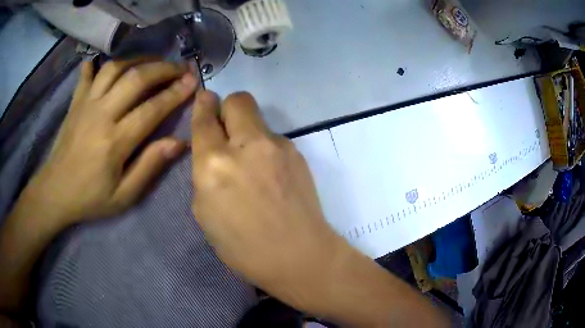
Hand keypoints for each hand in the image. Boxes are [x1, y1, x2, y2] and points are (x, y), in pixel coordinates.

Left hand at [26, 58, 196, 224]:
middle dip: (163, 69)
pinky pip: (88, 74)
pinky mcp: (75, 102)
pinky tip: (107, 63)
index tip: (193, 82)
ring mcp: (86, 104)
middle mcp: (101, 114)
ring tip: (152, 62)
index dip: (175, 93)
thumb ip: (149, 167)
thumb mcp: (123, 196)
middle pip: (136, 78)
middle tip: (179, 68)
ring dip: (138, 60)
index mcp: (114, 141)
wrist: (55, 192)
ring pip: (115, 68)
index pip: (151, 109)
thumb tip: (178, 142)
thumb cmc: (90, 198)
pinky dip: (98, 64)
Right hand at [191, 92, 450, 326]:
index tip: (204, 98)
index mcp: (214, 165)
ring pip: (258, 118)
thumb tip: (213, 153)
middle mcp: (246, 146)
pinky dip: (265, 148)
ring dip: (248, 131)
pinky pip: (274, 139)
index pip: (205, 120)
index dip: (202, 105)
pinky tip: (270, 174)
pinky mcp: (297, 153)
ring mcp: (277, 146)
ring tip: (252, 162)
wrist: (298, 255)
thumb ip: (205, 175)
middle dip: (228, 107)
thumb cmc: (243, 247)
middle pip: (238, 100)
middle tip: (226, 126)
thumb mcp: (205, 213)